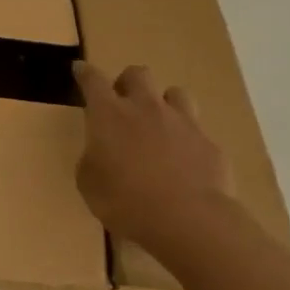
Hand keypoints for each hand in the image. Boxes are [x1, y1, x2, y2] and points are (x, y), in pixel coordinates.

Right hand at [74, 60, 233, 253]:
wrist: (189, 221)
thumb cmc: (126, 201)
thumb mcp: (89, 184)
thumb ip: (92, 160)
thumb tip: (101, 154)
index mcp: (109, 114)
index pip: (93, 80)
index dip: (85, 73)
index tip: (80, 69)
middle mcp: (145, 108)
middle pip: (137, 74)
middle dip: (127, 81)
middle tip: (123, 101)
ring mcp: (182, 123)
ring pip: (175, 93)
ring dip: (164, 103)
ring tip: (160, 123)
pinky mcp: (209, 144)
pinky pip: (197, 131)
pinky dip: (188, 140)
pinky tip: (185, 161)